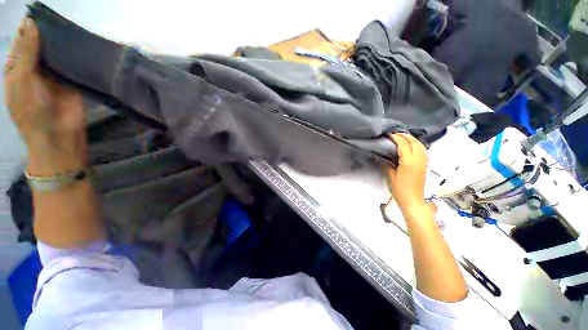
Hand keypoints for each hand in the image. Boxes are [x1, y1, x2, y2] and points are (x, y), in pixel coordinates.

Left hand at [4, 18, 85, 175]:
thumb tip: (31, 22)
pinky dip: (72, 54)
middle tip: (56, 17)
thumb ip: (26, 52)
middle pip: (39, 44)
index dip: (27, 28)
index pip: (21, 42)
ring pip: (55, 52)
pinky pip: (70, 63)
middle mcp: (33, 68)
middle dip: (45, 32)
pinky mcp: (70, 79)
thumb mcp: (22, 79)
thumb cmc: (32, 109)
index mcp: (17, 67)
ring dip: (59, 42)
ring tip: (67, 25)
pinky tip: (77, 44)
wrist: (58, 133)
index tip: (38, 13)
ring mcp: (53, 74)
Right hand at [386, 133, 428, 215]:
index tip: (388, 135)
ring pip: (421, 145)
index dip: (396, 138)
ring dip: (412, 139)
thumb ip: (388, 164)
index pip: (403, 144)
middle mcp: (418, 159)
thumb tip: (385, 156)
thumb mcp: (390, 176)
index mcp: (408, 161)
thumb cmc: (399, 189)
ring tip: (403, 137)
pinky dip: (417, 145)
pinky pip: (423, 150)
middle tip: (395, 134)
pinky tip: (412, 146)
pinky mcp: (425, 165)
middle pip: (414, 142)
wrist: (413, 201)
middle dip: (405, 136)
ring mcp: (423, 162)